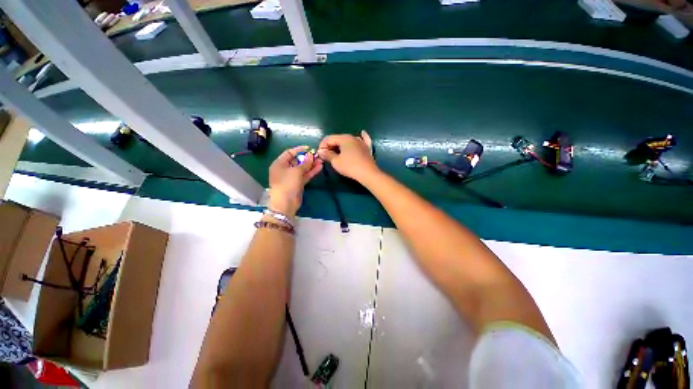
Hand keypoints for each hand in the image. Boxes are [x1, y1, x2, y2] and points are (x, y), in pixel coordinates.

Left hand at [268, 146, 322, 216]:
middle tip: (317, 155)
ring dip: (311, 165)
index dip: (299, 150)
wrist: (286, 203)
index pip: (289, 153)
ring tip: (321, 160)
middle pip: (297, 161)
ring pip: (302, 169)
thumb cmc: (287, 184)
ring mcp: (291, 177)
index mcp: (279, 164)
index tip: (309, 148)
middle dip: (307, 158)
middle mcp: (284, 169)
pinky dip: (311, 171)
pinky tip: (319, 167)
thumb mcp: (296, 171)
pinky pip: (305, 175)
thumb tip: (311, 156)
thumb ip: (305, 163)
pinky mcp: (297, 184)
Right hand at [317, 131, 378, 182]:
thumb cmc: (350, 167)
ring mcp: (362, 142)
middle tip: (326, 156)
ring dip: (341, 145)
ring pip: (349, 140)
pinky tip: (362, 133)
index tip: (319, 154)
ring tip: (336, 152)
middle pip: (338, 139)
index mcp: (344, 138)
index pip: (329, 138)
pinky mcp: (367, 148)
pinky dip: (361, 137)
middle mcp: (353, 137)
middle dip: (331, 146)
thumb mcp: (336, 161)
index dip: (322, 146)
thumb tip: (321, 151)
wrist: (368, 173)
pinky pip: (364, 140)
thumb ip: (327, 154)